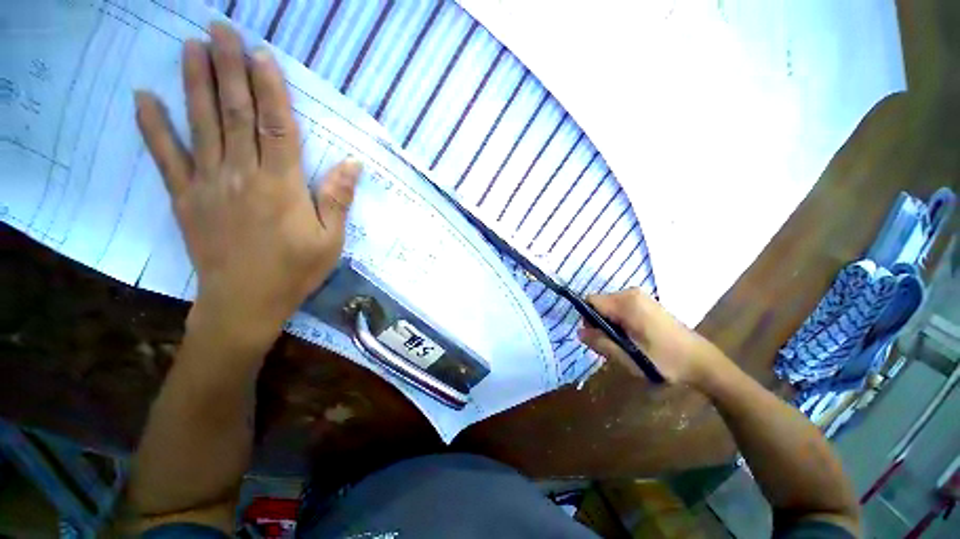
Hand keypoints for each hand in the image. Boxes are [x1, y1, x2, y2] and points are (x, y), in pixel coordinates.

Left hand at [135, 23, 360, 344]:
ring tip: (190, 46)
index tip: (262, 54)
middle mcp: (243, 175)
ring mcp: (208, 185)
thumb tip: (353, 164)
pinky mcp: (185, 199)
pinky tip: (143, 98)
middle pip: (235, 114)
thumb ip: (338, 199)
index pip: (277, 127)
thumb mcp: (331, 240)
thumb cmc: (295, 271)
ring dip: (194, 83)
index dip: (270, 89)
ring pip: (201, 125)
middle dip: (228, 69)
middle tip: (220, 29)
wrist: (246, 302)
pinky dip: (153, 127)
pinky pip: (166, 158)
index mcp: (282, 186)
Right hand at [578, 289, 730, 386]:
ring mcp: (640, 297)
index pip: (590, 301)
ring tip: (624, 343)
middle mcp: (631, 293)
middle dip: (598, 323)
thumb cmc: (664, 361)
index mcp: (626, 303)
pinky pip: (620, 307)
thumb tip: (579, 333)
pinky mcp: (646, 302)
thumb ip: (601, 342)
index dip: (587, 319)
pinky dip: (619, 321)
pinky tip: (632, 337)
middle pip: (599, 303)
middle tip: (612, 345)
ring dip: (609, 324)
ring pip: (609, 306)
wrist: (701, 361)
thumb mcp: (629, 357)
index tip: (597, 337)